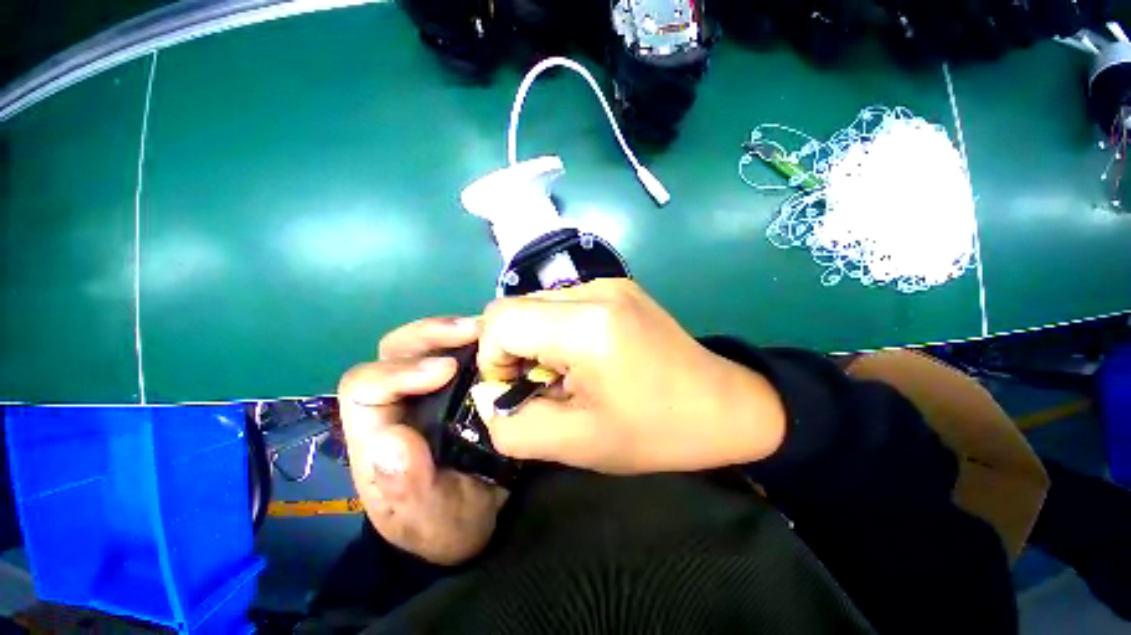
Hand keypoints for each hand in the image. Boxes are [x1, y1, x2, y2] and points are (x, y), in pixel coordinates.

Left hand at [338, 317, 507, 564]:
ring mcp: (427, 390)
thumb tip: (391, 438)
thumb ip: (407, 489)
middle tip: (475, 330)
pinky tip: (497, 341)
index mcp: (377, 434)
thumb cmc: (443, 524)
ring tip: (490, 329)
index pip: (365, 386)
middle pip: (394, 350)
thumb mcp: (429, 519)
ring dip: (454, 330)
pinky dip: (475, 341)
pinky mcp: (454, 385)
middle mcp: (396, 403)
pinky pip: (457, 350)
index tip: (447, 369)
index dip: (402, 370)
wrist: (470, 519)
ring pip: (424, 343)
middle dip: (431, 334)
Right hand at [477, 279, 785, 474]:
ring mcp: (609, 283)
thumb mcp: (576, 444)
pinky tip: (584, 355)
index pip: (501, 320)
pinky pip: (562, 303)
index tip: (517, 388)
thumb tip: (489, 397)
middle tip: (543, 384)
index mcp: (587, 326)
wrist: (722, 404)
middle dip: (513, 349)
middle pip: (515, 307)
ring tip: (567, 372)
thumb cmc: (654, 431)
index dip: (494, 357)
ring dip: (535, 340)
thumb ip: (514, 426)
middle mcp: (595, 290)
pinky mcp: (618, 287)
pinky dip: (556, 330)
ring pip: (537, 304)